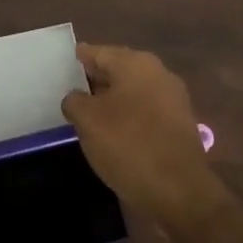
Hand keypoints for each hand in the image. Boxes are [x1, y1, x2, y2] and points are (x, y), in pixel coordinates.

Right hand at [62, 44, 223, 229]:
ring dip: (112, 99)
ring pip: (132, 91)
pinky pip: (145, 111)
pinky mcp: (179, 124)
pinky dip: (128, 116)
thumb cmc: (128, 145)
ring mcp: (172, 99)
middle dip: (95, 79)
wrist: (179, 190)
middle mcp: (157, 73)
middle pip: (118, 69)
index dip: (79, 58)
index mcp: (135, 63)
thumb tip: (76, 98)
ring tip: (87, 114)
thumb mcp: (87, 121)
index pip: (98, 52)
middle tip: (70, 90)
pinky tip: (113, 132)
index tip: (62, 65)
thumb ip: (75, 101)